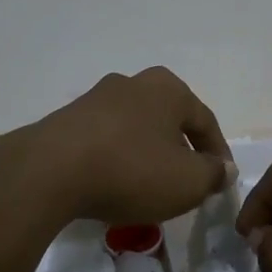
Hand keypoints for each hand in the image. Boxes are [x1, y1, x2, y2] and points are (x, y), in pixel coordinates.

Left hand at [18, 67, 233, 225]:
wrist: (49, 171)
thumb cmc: (131, 170)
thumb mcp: (187, 181)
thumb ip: (212, 174)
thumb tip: (221, 168)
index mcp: (167, 88)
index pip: (205, 121)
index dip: (218, 154)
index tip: (221, 182)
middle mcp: (132, 83)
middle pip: (168, 120)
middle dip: (180, 151)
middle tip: (186, 182)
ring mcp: (96, 99)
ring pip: (135, 129)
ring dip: (146, 155)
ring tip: (149, 187)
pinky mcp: (67, 120)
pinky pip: (105, 141)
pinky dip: (116, 160)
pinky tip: (113, 184)